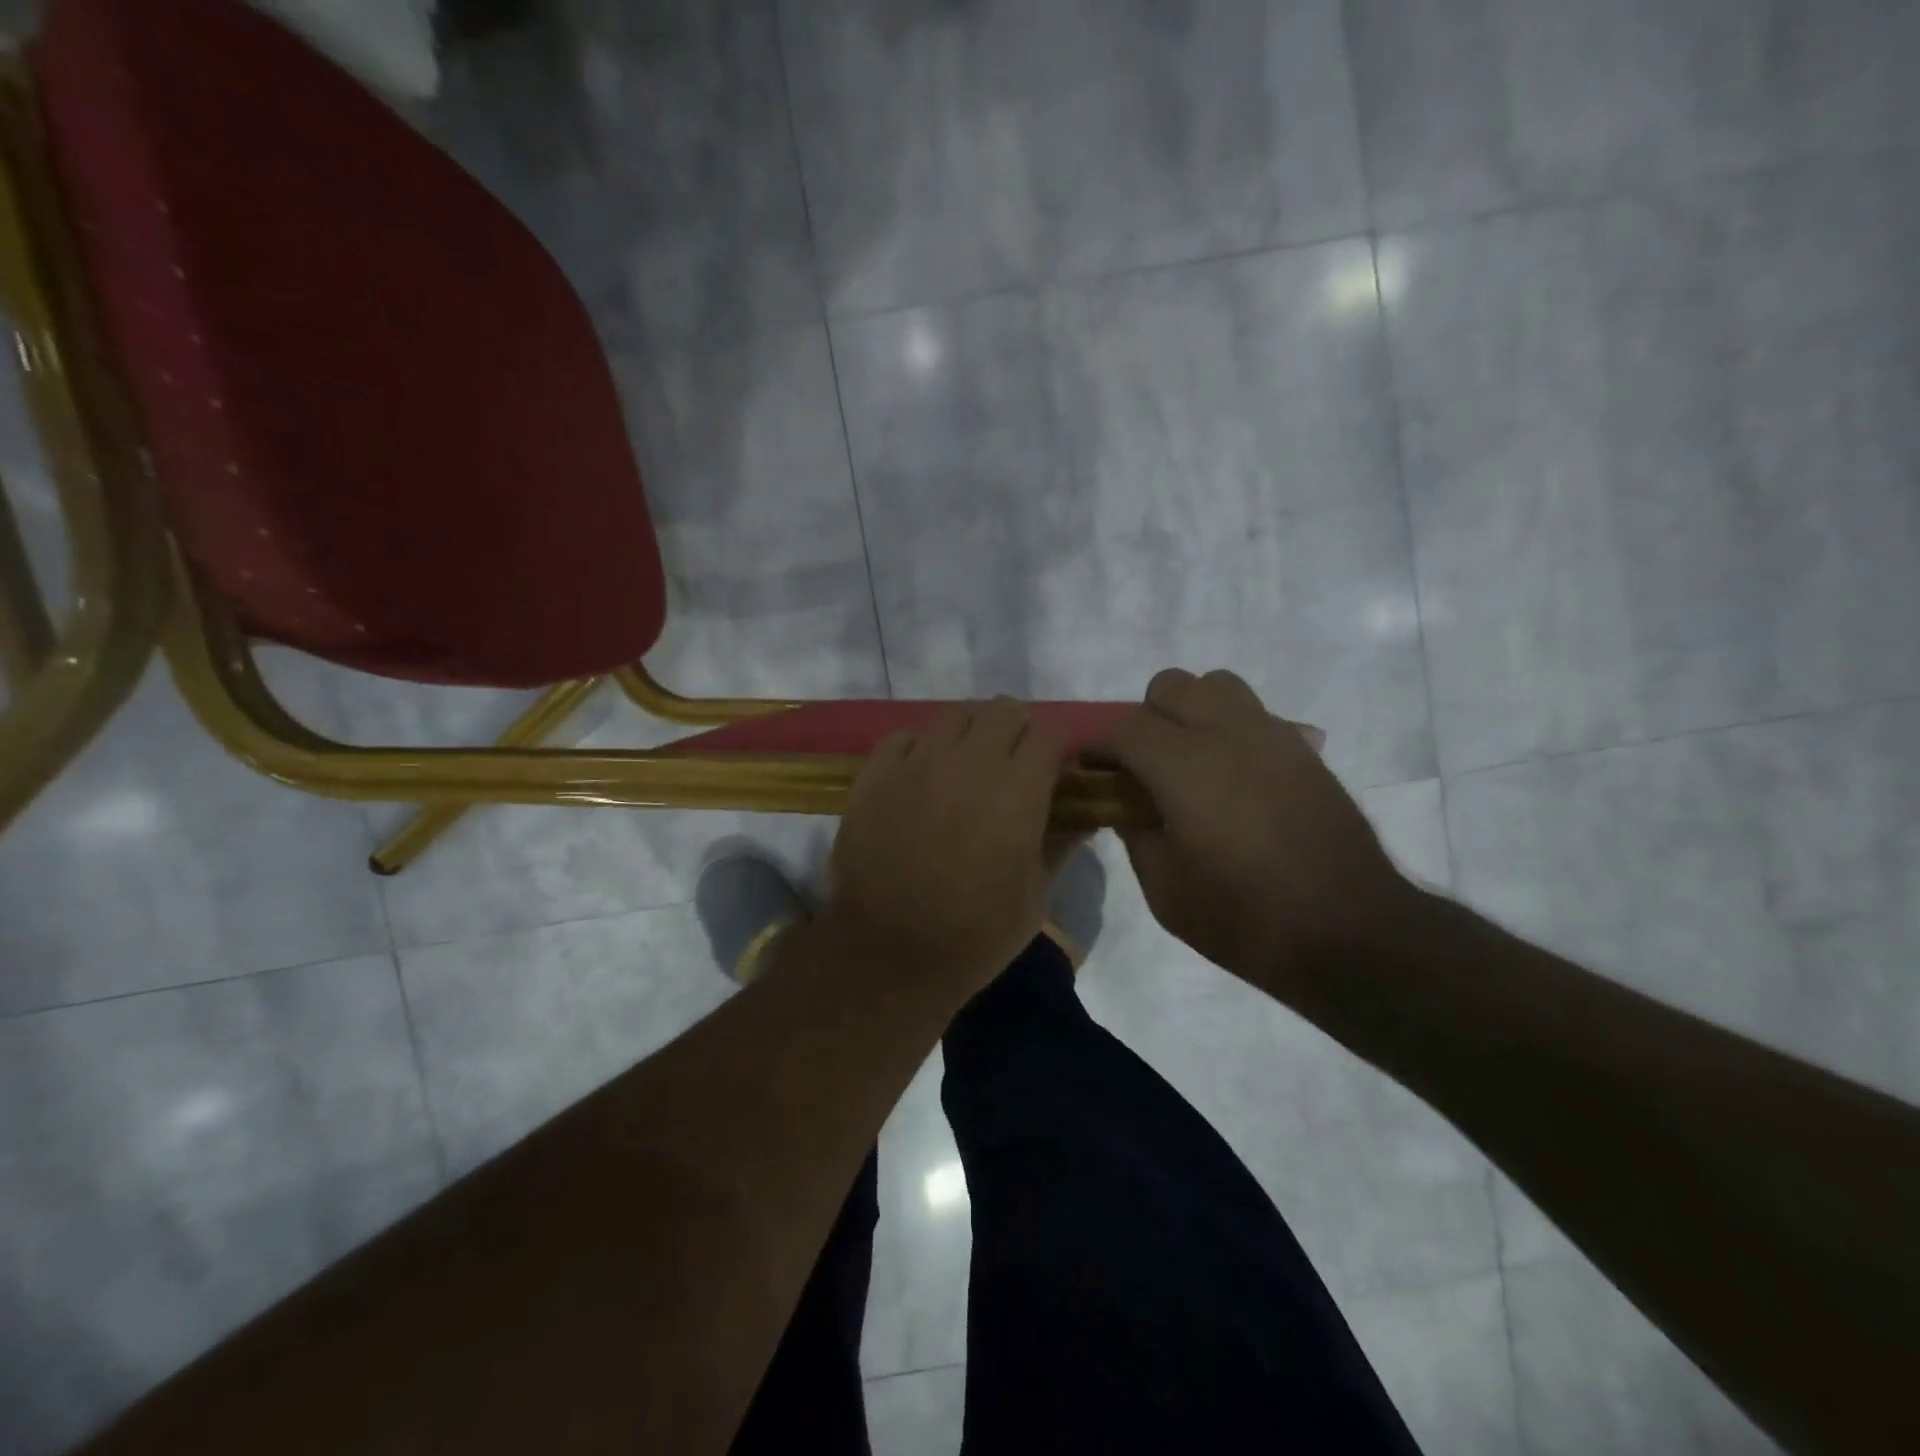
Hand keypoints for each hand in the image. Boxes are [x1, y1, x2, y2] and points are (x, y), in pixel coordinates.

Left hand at [826, 699, 1067, 995]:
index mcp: (1017, 790)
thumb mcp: (1035, 897)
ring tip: (965, 768)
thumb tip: (1085, 814)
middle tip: (1011, 767)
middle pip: (1003, 709)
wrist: (887, 954)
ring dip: (970, 734)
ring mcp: (917, 763)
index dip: (1056, 749)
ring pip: (954, 715)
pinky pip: (903, 738)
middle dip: (1016, 731)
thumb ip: (1061, 844)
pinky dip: (919, 749)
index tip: (1054, 772)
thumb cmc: (973, 935)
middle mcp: (969, 762)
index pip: (1050, 734)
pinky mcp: (875, 774)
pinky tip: (920, 779)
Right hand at [1097, 669, 1415, 986]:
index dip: (1099, 744)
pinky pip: (1255, 715)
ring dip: (1193, 712)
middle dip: (1146, 718)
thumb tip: (1128, 805)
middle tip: (1146, 768)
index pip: (1124, 726)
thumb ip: (1136, 834)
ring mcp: (1272, 736)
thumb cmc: (1244, 916)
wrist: (1349, 932)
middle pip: (1171, 686)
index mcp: (1184, 764)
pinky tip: (1236, 781)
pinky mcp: (1304, 751)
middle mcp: (1227, 733)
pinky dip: (1232, 731)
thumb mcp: (1165, 889)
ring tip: (1193, 763)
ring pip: (1218, 685)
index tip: (1091, 769)